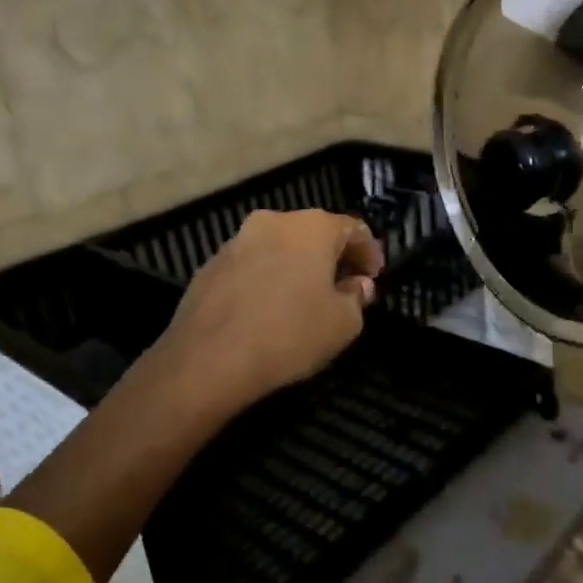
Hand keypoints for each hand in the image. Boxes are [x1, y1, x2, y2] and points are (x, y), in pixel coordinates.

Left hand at [156, 209, 385, 414]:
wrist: (208, 360)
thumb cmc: (289, 334)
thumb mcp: (344, 323)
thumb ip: (357, 298)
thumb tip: (356, 285)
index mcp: (311, 227)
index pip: (353, 228)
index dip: (369, 252)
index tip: (374, 277)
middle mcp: (273, 222)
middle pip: (313, 233)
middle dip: (332, 257)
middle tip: (344, 286)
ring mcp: (236, 241)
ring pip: (279, 247)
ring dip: (297, 267)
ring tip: (305, 299)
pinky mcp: (210, 265)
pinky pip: (252, 266)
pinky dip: (267, 278)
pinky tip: (269, 309)